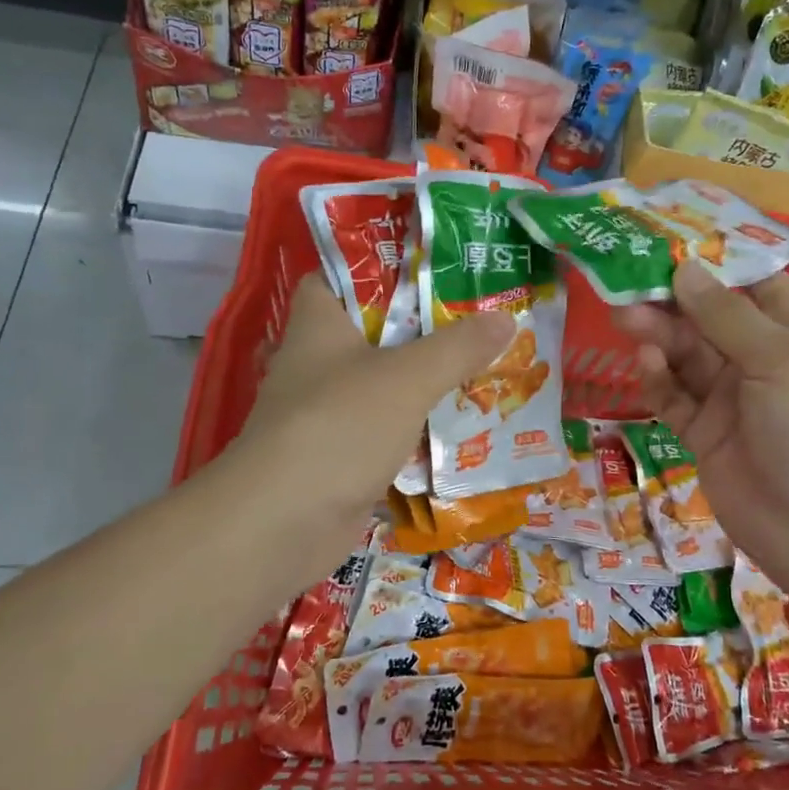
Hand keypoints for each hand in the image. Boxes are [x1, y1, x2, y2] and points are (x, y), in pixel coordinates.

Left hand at [224, 275, 512, 564]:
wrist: (283, 523)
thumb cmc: (340, 426)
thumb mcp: (407, 378)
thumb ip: (456, 348)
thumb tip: (505, 319)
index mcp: (318, 326)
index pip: (335, 278)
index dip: (375, 267)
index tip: (427, 266)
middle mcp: (315, 365)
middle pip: (369, 334)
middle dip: (418, 328)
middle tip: (474, 320)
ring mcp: (324, 415)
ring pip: (380, 387)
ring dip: (421, 383)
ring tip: (479, 369)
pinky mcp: (336, 459)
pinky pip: (383, 433)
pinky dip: (414, 431)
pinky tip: (457, 429)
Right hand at [612, 261, 788, 601]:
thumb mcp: (782, 360)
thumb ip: (727, 316)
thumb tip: (684, 269)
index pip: (756, 284)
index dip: (716, 262)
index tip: (670, 241)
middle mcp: (763, 361)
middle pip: (710, 318)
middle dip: (673, 300)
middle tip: (628, 281)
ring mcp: (732, 400)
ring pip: (686, 356)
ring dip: (658, 336)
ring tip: (626, 318)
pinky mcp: (704, 435)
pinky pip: (675, 398)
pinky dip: (658, 379)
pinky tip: (645, 363)